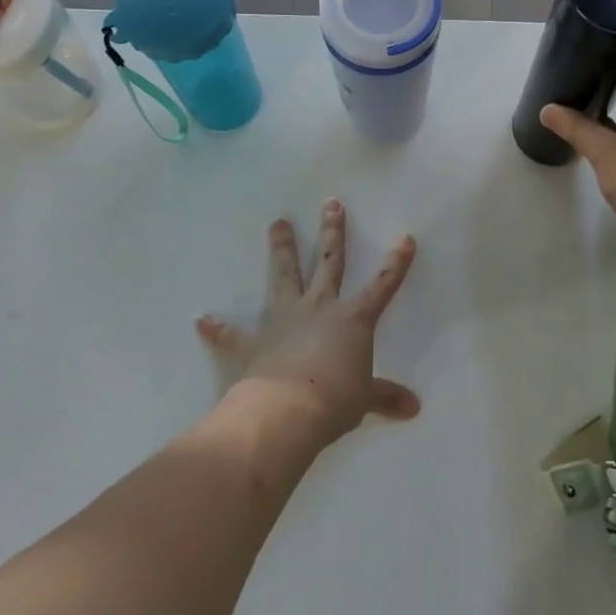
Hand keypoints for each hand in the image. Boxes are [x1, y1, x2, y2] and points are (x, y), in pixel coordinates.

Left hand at [195, 201, 421, 447]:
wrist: (286, 411)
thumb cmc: (334, 400)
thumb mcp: (365, 399)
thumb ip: (386, 397)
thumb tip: (414, 408)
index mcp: (353, 319)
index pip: (382, 285)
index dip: (396, 263)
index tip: (405, 238)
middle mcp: (319, 308)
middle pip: (329, 262)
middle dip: (333, 232)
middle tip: (331, 203)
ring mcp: (285, 320)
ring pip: (284, 275)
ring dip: (281, 249)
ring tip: (277, 223)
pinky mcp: (255, 343)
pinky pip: (233, 334)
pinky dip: (218, 328)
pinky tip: (201, 320)